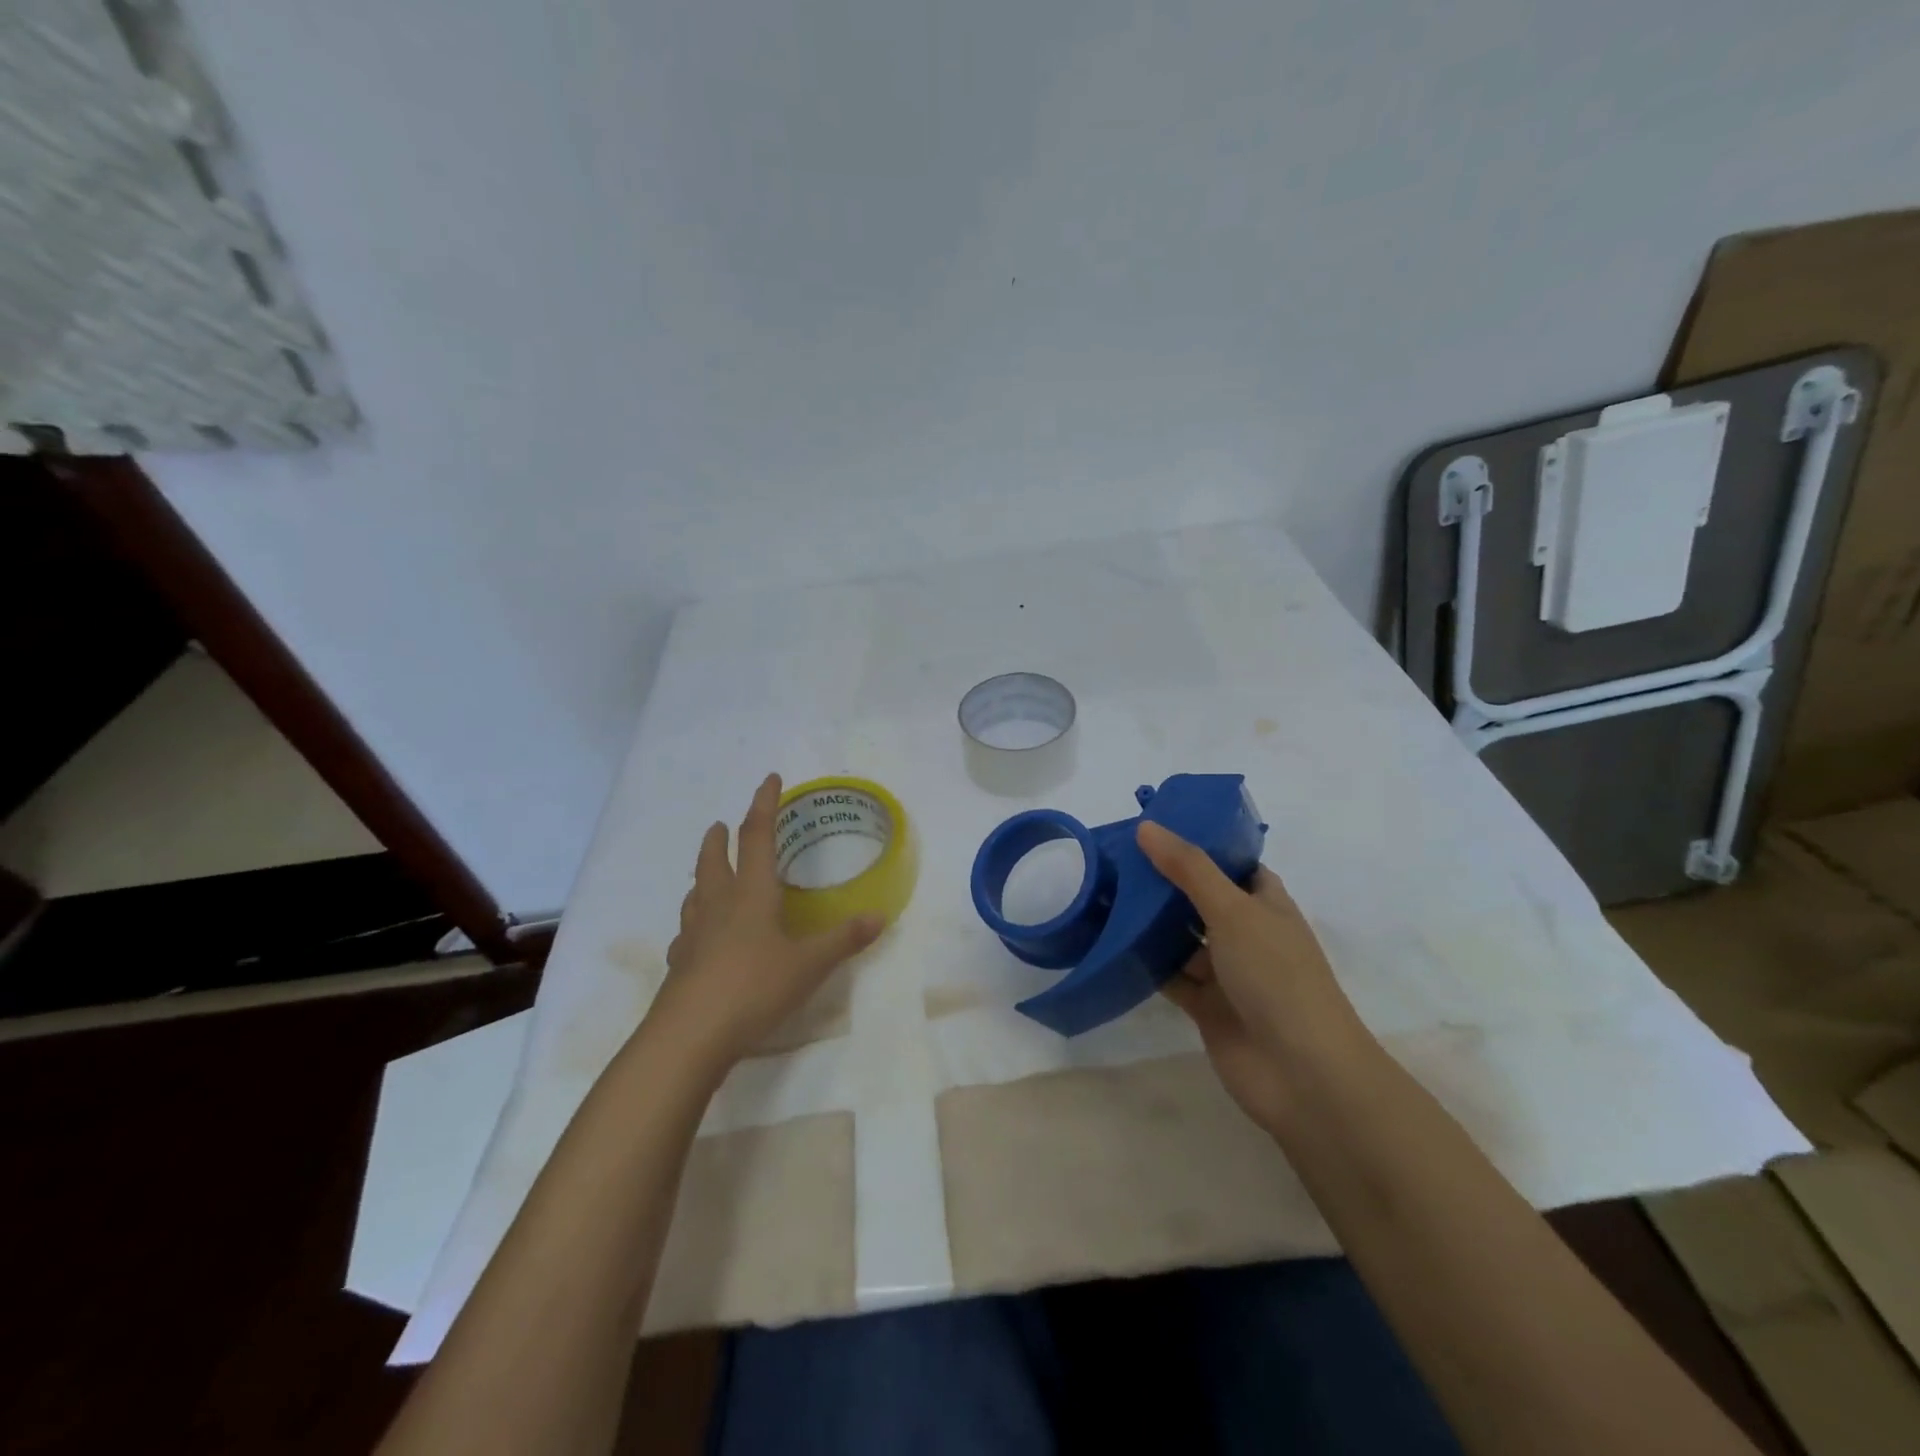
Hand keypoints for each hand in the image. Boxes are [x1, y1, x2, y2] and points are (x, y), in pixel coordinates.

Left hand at [651, 773, 884, 1075]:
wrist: (690, 1035)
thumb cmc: (754, 987)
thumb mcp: (809, 965)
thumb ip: (844, 940)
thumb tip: (880, 916)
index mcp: (751, 893)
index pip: (758, 836)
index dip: (764, 805)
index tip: (769, 779)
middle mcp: (718, 904)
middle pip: (715, 859)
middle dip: (721, 838)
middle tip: (723, 825)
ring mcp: (693, 934)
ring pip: (696, 892)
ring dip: (703, 874)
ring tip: (709, 873)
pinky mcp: (679, 962)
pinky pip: (687, 931)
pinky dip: (694, 921)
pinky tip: (697, 936)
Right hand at [1137, 822, 1380, 1133]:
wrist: (1301, 1073)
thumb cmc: (1276, 976)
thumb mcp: (1232, 910)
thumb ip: (1188, 868)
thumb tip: (1147, 827)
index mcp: (1266, 905)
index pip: (1233, 865)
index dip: (1200, 846)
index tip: (1156, 830)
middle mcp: (1247, 934)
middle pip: (1201, 899)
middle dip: (1165, 883)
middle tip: (1116, 859)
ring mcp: (1227, 973)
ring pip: (1182, 939)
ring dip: (1151, 923)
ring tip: (1105, 893)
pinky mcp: (1206, 1007)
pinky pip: (1171, 976)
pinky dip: (1147, 963)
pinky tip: (1112, 943)